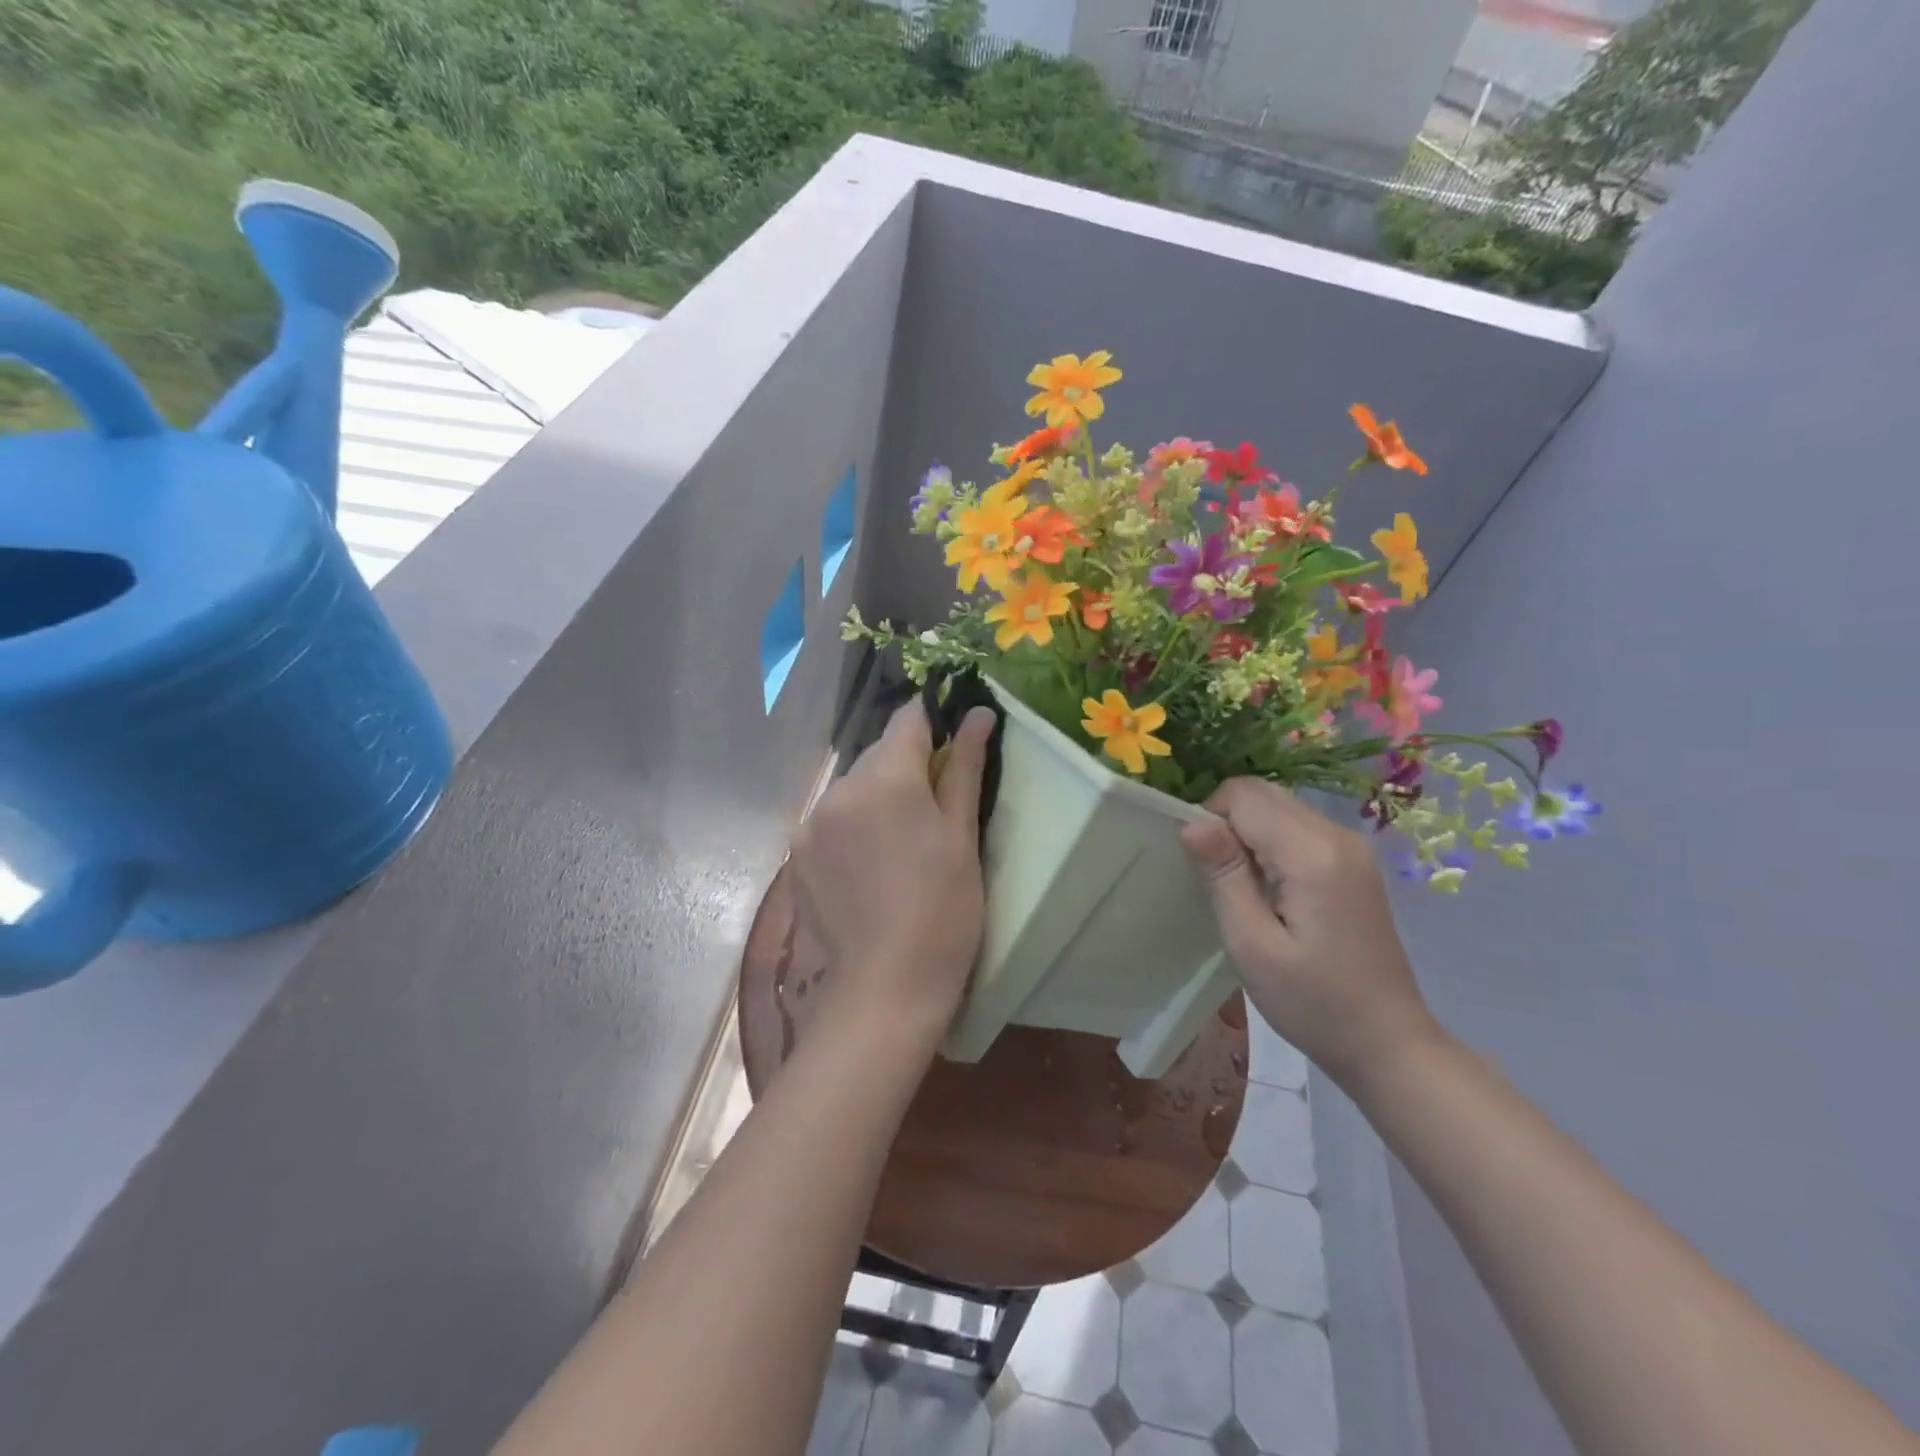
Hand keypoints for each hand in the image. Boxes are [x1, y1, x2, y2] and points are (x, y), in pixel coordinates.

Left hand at [789, 700, 993, 1042]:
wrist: (886, 987)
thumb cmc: (944, 910)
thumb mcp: (963, 836)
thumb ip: (966, 768)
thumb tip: (979, 713)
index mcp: (887, 779)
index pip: (908, 719)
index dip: (932, 721)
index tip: (951, 739)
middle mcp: (840, 789)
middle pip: (878, 753)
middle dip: (905, 765)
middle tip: (934, 807)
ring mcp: (812, 822)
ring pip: (852, 786)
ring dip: (877, 795)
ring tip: (900, 842)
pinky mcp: (796, 853)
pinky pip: (830, 818)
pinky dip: (851, 824)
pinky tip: (870, 864)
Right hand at [1180, 777, 1438, 1087]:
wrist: (1387, 1043)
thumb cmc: (1312, 1002)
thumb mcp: (1252, 945)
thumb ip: (1222, 875)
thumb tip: (1190, 821)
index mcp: (1312, 853)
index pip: (1243, 795)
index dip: (1210, 818)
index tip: (1203, 868)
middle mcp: (1337, 835)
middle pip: (1262, 793)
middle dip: (1227, 822)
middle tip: (1220, 879)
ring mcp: (1350, 847)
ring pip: (1278, 806)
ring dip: (1248, 833)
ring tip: (1244, 888)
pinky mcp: (1353, 861)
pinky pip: (1296, 827)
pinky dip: (1269, 843)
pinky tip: (1270, 890)